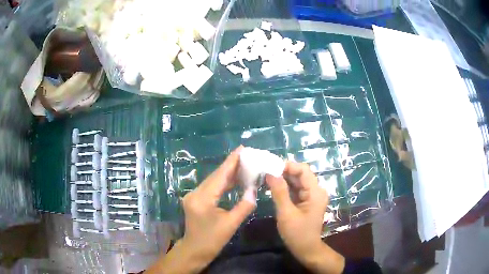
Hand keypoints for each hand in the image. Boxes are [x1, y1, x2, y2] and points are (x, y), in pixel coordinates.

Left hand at [181, 146, 255, 263]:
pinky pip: (211, 188)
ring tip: (243, 165)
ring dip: (227, 174)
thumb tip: (254, 191)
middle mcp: (195, 193)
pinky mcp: (196, 200)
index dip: (231, 162)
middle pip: (215, 176)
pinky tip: (233, 180)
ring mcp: (194, 196)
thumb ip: (243, 206)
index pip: (219, 176)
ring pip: (213, 181)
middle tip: (247, 156)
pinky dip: (223, 183)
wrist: (194, 251)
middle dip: (231, 165)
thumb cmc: (211, 241)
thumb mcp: (230, 225)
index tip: (242, 148)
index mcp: (202, 198)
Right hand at [266, 162, 344, 273]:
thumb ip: (279, 192)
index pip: (303, 170)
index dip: (288, 166)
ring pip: (297, 181)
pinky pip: (296, 189)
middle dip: (283, 172)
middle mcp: (316, 191)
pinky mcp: (306, 201)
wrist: (306, 249)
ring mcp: (311, 196)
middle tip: (264, 172)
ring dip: (283, 179)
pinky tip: (272, 187)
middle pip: (300, 174)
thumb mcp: (286, 213)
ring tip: (266, 178)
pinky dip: (285, 187)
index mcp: (315, 192)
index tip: (270, 168)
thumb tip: (270, 173)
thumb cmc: (297, 233)